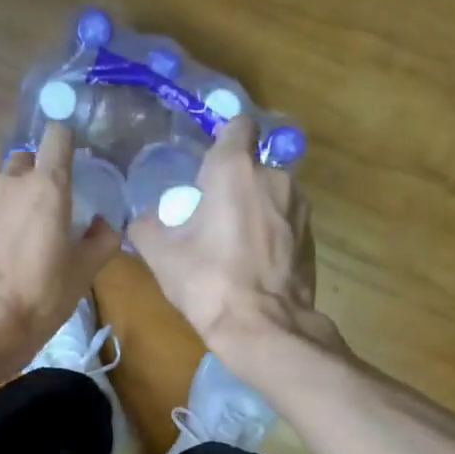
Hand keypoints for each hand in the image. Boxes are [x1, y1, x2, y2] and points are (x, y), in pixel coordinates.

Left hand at [0, 122, 121, 376]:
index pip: (57, 136)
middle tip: (48, 211)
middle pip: (27, 160)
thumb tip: (104, 225)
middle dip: (38, 176)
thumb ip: (102, 241)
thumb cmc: (41, 295)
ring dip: (14, 201)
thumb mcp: (83, 273)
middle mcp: (11, 182)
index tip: (73, 162)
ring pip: (2, 187)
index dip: (66, 142)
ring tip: (20, 239)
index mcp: (48, 186)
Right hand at [130, 115, 338, 381]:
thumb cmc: (208, 281)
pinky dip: (271, 233)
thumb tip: (143, 219)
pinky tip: (254, 264)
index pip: (237, 125)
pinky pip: (285, 222)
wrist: (263, 328)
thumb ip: (146, 225)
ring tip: (233, 245)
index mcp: (235, 169)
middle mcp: (275, 176)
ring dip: (254, 209)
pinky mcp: (311, 236)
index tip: (206, 166)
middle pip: (251, 167)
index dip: (222, 140)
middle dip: (233, 185)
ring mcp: (299, 207)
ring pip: (270, 195)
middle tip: (210, 217)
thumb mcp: (160, 254)